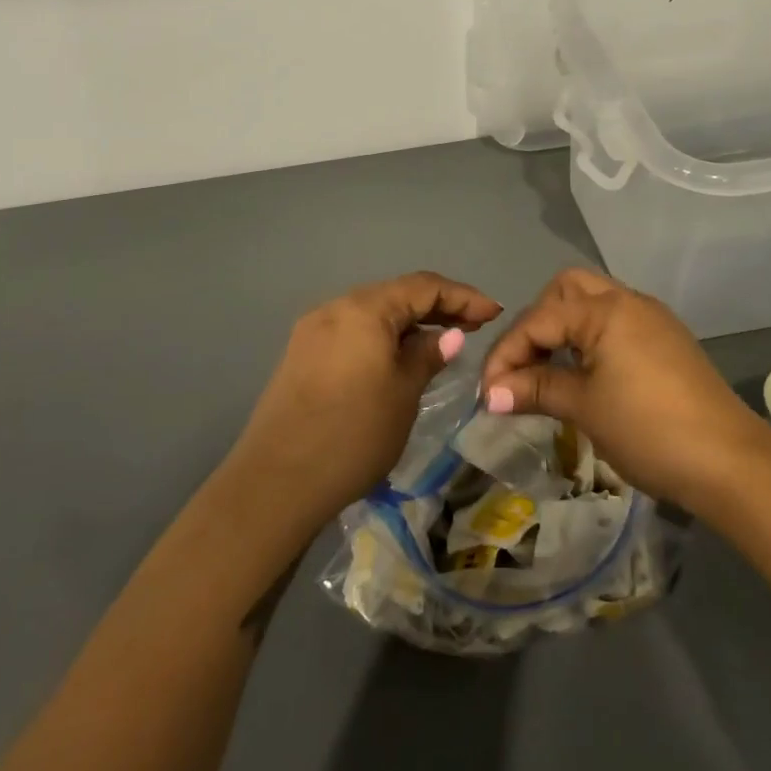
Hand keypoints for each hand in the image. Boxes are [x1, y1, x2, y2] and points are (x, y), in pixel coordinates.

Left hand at [233, 272, 502, 525]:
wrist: (276, 483)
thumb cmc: (352, 435)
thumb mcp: (403, 394)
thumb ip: (428, 356)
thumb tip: (450, 335)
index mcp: (364, 309)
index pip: (423, 286)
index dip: (463, 296)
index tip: (494, 313)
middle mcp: (336, 307)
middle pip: (396, 294)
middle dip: (437, 306)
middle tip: (473, 326)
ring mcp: (314, 330)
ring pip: (373, 313)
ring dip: (409, 322)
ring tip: (441, 341)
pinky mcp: (302, 354)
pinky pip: (353, 331)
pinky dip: (382, 337)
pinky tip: (398, 357)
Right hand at [480, 267, 770, 509]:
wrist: (730, 462)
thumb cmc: (648, 429)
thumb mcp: (584, 408)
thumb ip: (535, 389)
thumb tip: (490, 394)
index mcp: (605, 309)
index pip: (538, 320)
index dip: (506, 354)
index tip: (486, 393)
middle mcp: (629, 301)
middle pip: (566, 290)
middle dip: (536, 322)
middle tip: (523, 364)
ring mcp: (652, 319)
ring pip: (593, 303)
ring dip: (564, 329)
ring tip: (547, 371)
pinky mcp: (667, 341)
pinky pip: (616, 323)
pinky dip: (590, 339)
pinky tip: (584, 375)